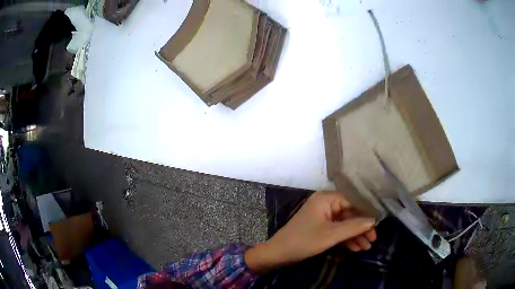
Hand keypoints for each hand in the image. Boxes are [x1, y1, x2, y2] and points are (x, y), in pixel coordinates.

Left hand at [245, 191, 376, 273]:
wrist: (278, 253)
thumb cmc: (304, 241)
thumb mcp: (331, 235)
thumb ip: (354, 226)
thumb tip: (373, 220)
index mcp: (327, 199)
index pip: (353, 201)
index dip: (367, 213)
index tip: (378, 225)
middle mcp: (326, 204)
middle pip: (350, 214)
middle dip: (361, 228)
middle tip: (373, 240)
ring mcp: (323, 216)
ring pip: (344, 224)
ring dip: (355, 236)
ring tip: (366, 247)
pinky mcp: (320, 227)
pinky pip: (337, 230)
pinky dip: (345, 239)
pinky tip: (356, 248)